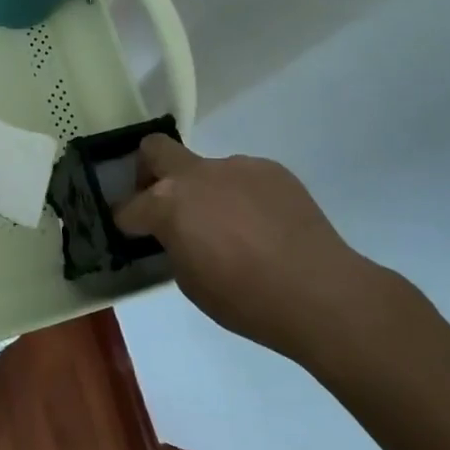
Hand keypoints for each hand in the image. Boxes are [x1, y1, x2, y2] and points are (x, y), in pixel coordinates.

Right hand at [115, 136, 389, 362]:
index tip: (133, 233)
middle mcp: (196, 174)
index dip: (127, 222)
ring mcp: (235, 166)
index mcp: (168, 204)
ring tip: (235, 230)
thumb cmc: (247, 300)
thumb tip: (179, 235)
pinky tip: (265, 227)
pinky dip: (242, 196)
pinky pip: (243, 178)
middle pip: (155, 149)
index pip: (129, 206)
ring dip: (206, 192)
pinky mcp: (270, 169)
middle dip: (148, 171)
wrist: (321, 293)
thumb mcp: (191, 283)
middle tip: (162, 202)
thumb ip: (175, 246)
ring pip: (206, 169)